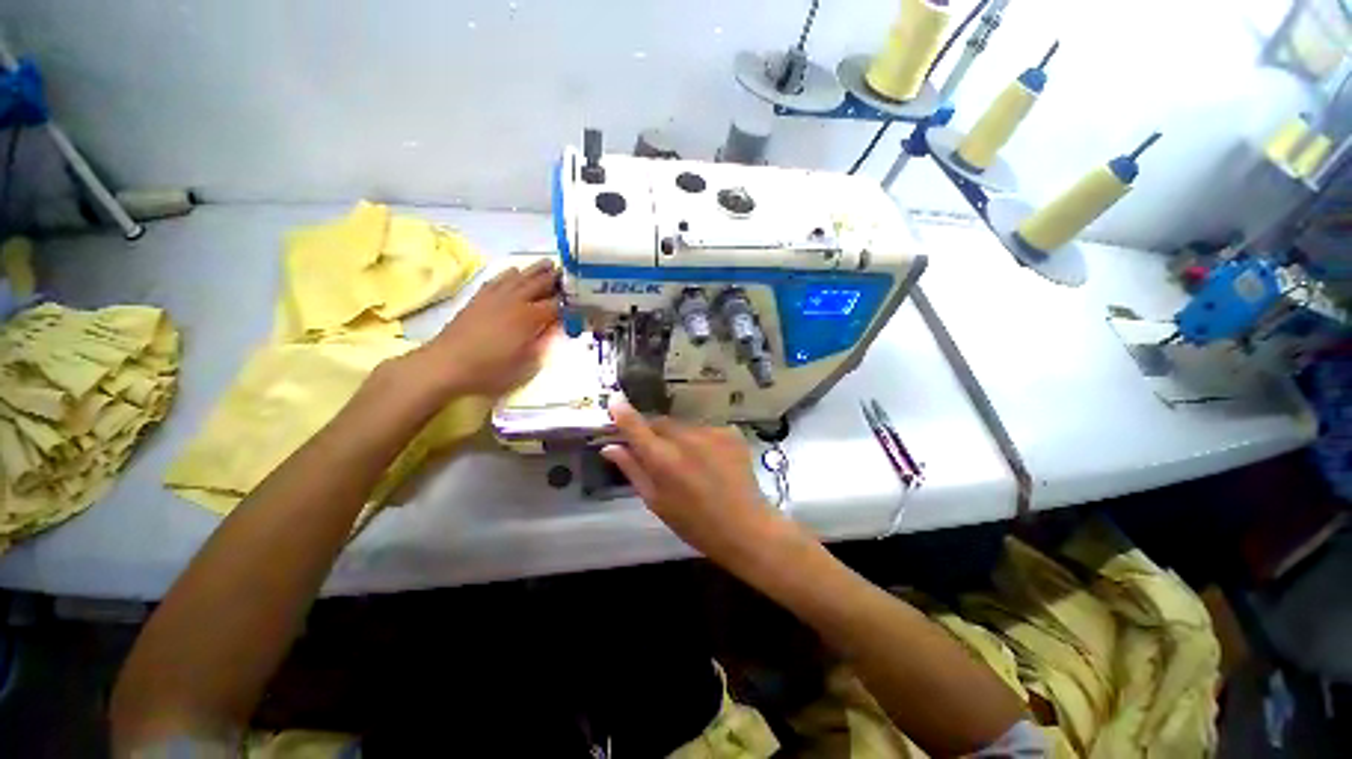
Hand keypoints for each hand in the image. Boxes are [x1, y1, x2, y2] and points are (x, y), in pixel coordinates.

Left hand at [411, 258, 558, 397]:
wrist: (446, 364)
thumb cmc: (490, 370)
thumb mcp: (526, 366)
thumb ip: (542, 345)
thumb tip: (552, 330)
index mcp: (529, 318)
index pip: (556, 305)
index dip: (569, 301)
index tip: (581, 297)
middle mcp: (515, 302)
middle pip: (539, 284)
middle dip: (555, 278)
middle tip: (569, 271)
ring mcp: (495, 298)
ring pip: (520, 277)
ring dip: (535, 270)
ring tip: (547, 263)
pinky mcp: (479, 298)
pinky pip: (498, 279)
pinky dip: (509, 273)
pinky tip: (514, 271)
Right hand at [602, 400, 790, 564]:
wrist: (745, 526)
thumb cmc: (694, 523)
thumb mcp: (656, 501)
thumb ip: (632, 469)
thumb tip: (610, 447)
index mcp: (662, 458)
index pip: (635, 425)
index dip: (622, 411)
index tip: (614, 400)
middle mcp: (685, 438)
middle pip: (660, 423)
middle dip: (653, 433)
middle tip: (657, 453)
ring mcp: (710, 432)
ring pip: (683, 426)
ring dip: (679, 437)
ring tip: (690, 462)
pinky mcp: (730, 432)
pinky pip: (705, 430)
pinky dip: (701, 440)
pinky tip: (711, 461)